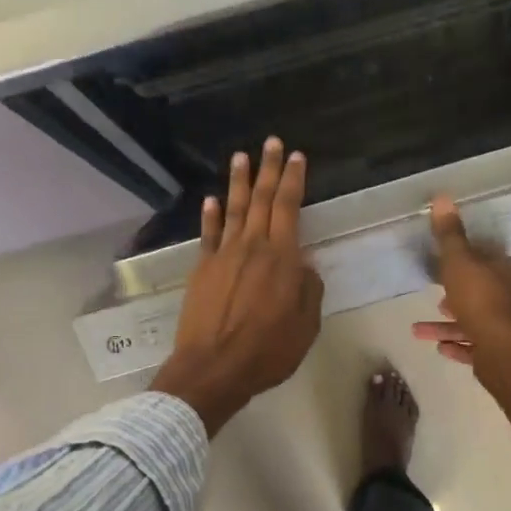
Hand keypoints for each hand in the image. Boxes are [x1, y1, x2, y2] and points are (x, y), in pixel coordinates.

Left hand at [151, 137, 323, 434]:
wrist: (214, 368)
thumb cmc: (268, 351)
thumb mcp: (306, 325)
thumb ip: (308, 290)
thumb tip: (304, 265)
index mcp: (282, 258)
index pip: (289, 208)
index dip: (293, 180)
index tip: (297, 156)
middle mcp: (252, 247)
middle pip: (263, 200)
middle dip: (269, 169)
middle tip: (272, 143)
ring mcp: (223, 256)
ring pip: (234, 209)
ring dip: (239, 182)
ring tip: (241, 157)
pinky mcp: (202, 269)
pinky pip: (208, 234)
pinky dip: (211, 215)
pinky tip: (212, 199)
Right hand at [411, 195, 510, 366]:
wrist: (507, 354)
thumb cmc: (485, 301)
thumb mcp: (460, 262)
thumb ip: (451, 235)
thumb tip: (442, 197)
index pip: (499, 261)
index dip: (473, 266)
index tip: (450, 273)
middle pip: (492, 293)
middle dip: (462, 298)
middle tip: (438, 302)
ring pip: (485, 322)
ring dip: (454, 326)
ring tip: (422, 331)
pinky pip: (485, 347)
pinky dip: (464, 346)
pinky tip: (442, 349)